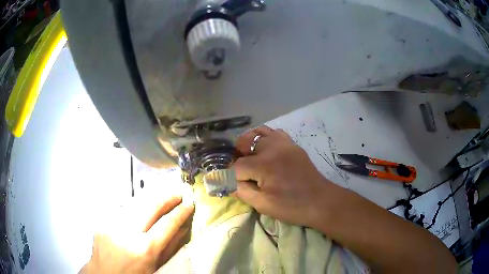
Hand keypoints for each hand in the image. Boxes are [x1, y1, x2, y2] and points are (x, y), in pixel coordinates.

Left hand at [80, 192, 193, 273]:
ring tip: (162, 193)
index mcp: (145, 248)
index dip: (180, 212)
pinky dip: (135, 205)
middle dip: (167, 197)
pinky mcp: (103, 221)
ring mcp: (113, 223)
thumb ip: (169, 247)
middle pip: (151, 206)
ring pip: (135, 202)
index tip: (189, 204)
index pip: (167, 224)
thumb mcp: (155, 267)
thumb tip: (182, 229)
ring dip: (151, 196)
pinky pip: (122, 209)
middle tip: (177, 192)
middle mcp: (128, 231)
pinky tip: (141, 205)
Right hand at [232, 125, 331, 227]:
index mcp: (264, 164)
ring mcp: (284, 143)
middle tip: (242, 171)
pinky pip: (274, 133)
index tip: (232, 183)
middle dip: (238, 156)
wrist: (321, 201)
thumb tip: (229, 181)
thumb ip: (242, 190)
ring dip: (250, 143)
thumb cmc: (292, 206)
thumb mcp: (263, 205)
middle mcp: (272, 147)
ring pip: (258, 132)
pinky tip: (266, 152)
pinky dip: (265, 139)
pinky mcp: (292, 144)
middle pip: (244, 141)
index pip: (236, 166)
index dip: (231, 176)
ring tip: (251, 158)